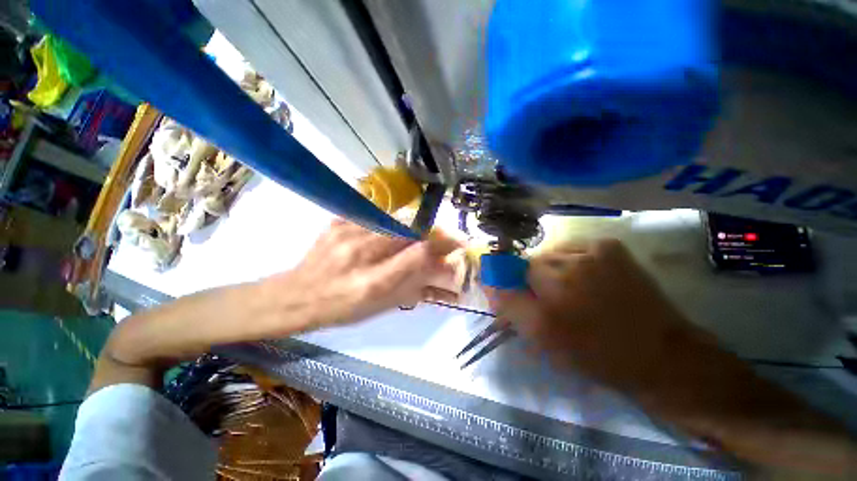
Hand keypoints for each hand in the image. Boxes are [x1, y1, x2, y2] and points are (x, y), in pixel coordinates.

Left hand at [265, 219, 465, 329]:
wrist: (296, 295)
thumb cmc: (341, 310)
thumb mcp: (381, 307)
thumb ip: (416, 289)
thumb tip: (447, 279)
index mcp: (371, 284)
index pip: (418, 255)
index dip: (442, 247)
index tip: (458, 244)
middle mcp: (359, 254)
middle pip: (409, 230)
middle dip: (433, 231)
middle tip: (445, 236)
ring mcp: (346, 233)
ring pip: (394, 220)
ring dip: (415, 227)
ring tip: (421, 234)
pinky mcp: (338, 221)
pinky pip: (375, 215)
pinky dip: (391, 222)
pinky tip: (392, 231)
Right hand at [487, 238, 693, 389]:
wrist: (660, 353)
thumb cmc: (594, 352)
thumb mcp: (542, 338)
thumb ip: (509, 306)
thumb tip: (488, 282)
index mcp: (547, 291)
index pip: (510, 271)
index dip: (515, 285)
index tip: (528, 299)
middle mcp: (566, 264)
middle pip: (532, 262)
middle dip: (535, 279)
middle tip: (554, 300)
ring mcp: (591, 249)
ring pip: (552, 254)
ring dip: (555, 269)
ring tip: (574, 290)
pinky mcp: (609, 245)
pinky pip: (574, 248)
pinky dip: (574, 261)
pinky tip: (588, 278)